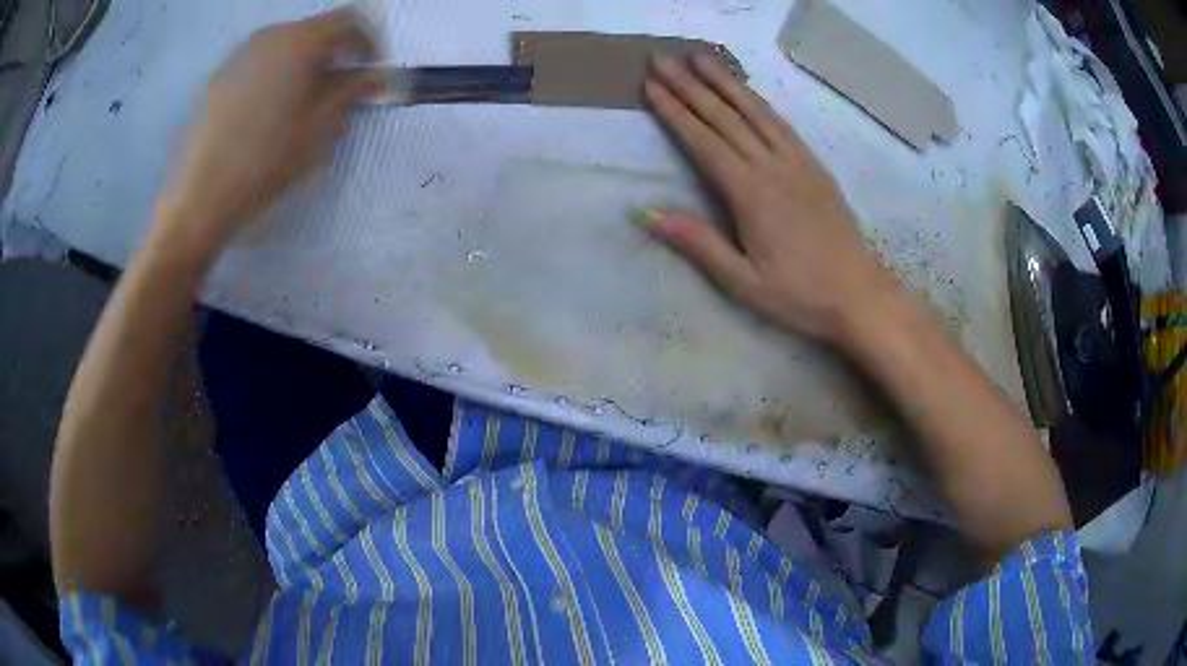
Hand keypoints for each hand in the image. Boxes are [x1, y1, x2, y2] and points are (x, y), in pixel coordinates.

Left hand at [155, 9, 382, 260]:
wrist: (198, 197)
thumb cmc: (264, 163)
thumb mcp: (318, 128)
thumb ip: (352, 91)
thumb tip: (378, 75)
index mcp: (300, 42)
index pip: (351, 21)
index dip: (370, 42)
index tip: (372, 72)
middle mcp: (270, 35)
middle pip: (316, 29)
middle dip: (335, 53)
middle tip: (339, 89)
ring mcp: (240, 53)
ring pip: (286, 44)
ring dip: (305, 63)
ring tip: (302, 102)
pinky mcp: (219, 75)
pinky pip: (260, 60)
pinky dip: (276, 73)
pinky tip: (268, 110)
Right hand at [642, 54, 895, 342]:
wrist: (859, 294)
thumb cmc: (800, 294)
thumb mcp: (743, 282)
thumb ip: (699, 243)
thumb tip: (648, 213)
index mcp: (751, 195)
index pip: (704, 141)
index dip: (675, 111)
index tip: (652, 85)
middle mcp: (773, 168)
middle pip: (725, 117)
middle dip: (691, 85)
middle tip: (663, 58)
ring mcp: (798, 162)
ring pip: (756, 111)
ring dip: (726, 81)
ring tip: (701, 57)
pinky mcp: (815, 166)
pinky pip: (782, 124)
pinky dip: (759, 101)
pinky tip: (746, 90)